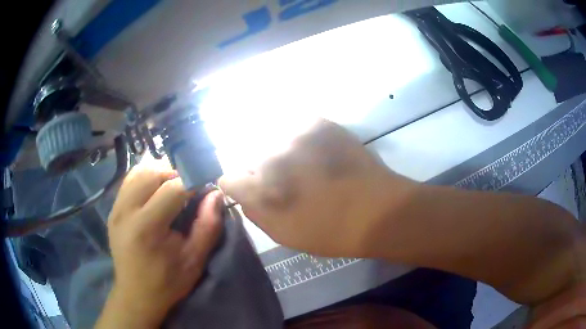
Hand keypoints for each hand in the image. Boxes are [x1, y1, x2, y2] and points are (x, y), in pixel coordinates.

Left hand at [99, 157, 223, 327]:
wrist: (136, 295)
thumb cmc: (167, 282)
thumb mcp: (194, 260)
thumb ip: (207, 226)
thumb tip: (216, 194)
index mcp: (147, 226)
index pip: (173, 188)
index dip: (194, 181)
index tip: (206, 186)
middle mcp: (126, 211)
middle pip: (153, 172)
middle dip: (176, 174)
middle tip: (189, 189)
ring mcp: (116, 208)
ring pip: (139, 171)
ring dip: (160, 173)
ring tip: (173, 188)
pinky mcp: (113, 210)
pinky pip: (130, 181)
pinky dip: (146, 178)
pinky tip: (155, 192)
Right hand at [219, 119, 415, 256]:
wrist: (378, 210)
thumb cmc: (330, 231)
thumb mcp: (284, 234)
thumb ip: (254, 212)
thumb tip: (241, 194)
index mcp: (261, 187)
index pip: (230, 178)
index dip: (239, 186)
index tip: (251, 191)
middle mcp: (272, 154)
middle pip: (248, 155)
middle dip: (258, 169)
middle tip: (282, 181)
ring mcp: (296, 134)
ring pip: (269, 137)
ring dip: (277, 150)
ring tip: (300, 166)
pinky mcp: (318, 123)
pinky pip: (294, 124)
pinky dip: (297, 136)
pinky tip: (314, 152)